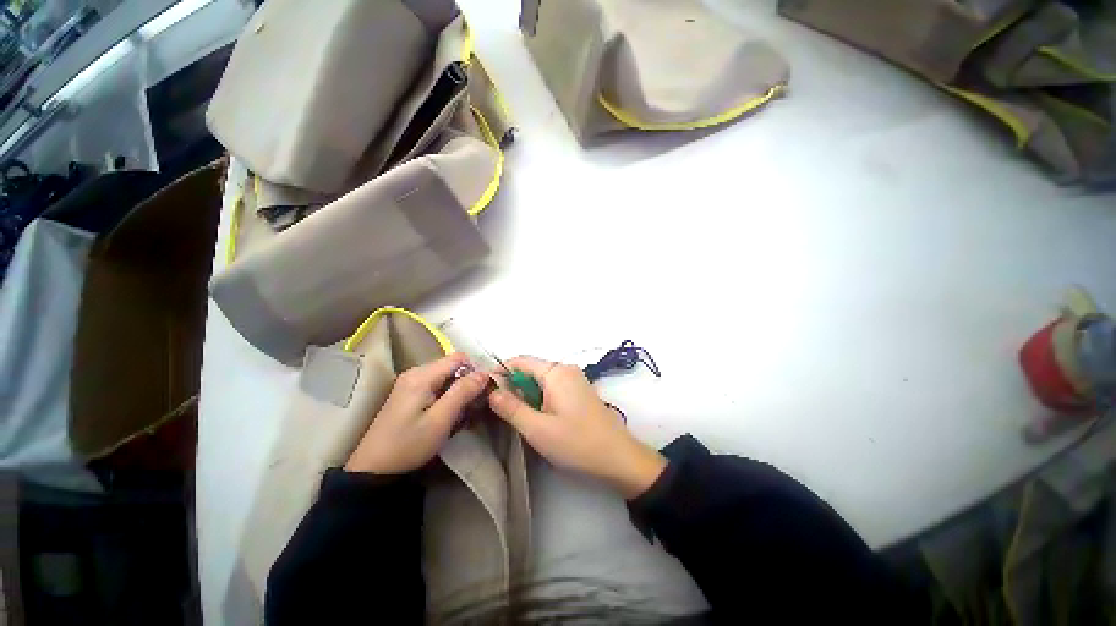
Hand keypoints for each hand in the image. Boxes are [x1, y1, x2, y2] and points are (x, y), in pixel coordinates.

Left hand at [345, 353, 488, 474]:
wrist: (374, 469)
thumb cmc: (409, 444)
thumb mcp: (440, 420)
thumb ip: (463, 392)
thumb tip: (485, 373)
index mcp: (422, 375)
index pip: (459, 358)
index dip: (475, 370)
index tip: (482, 391)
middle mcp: (416, 372)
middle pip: (452, 366)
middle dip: (467, 382)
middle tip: (474, 405)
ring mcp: (411, 382)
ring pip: (447, 376)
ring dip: (459, 391)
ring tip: (463, 413)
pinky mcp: (409, 393)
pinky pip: (437, 385)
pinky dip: (448, 396)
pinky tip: (449, 414)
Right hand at [488, 356, 666, 498]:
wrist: (617, 458)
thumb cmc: (576, 443)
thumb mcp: (537, 429)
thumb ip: (511, 408)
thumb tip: (491, 391)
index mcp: (556, 372)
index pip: (520, 361)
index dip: (501, 373)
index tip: (485, 391)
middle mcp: (566, 369)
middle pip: (531, 370)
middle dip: (513, 386)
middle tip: (499, 411)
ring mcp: (575, 379)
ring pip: (541, 381)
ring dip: (526, 395)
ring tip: (517, 417)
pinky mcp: (579, 391)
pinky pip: (553, 388)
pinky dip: (540, 398)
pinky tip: (538, 418)